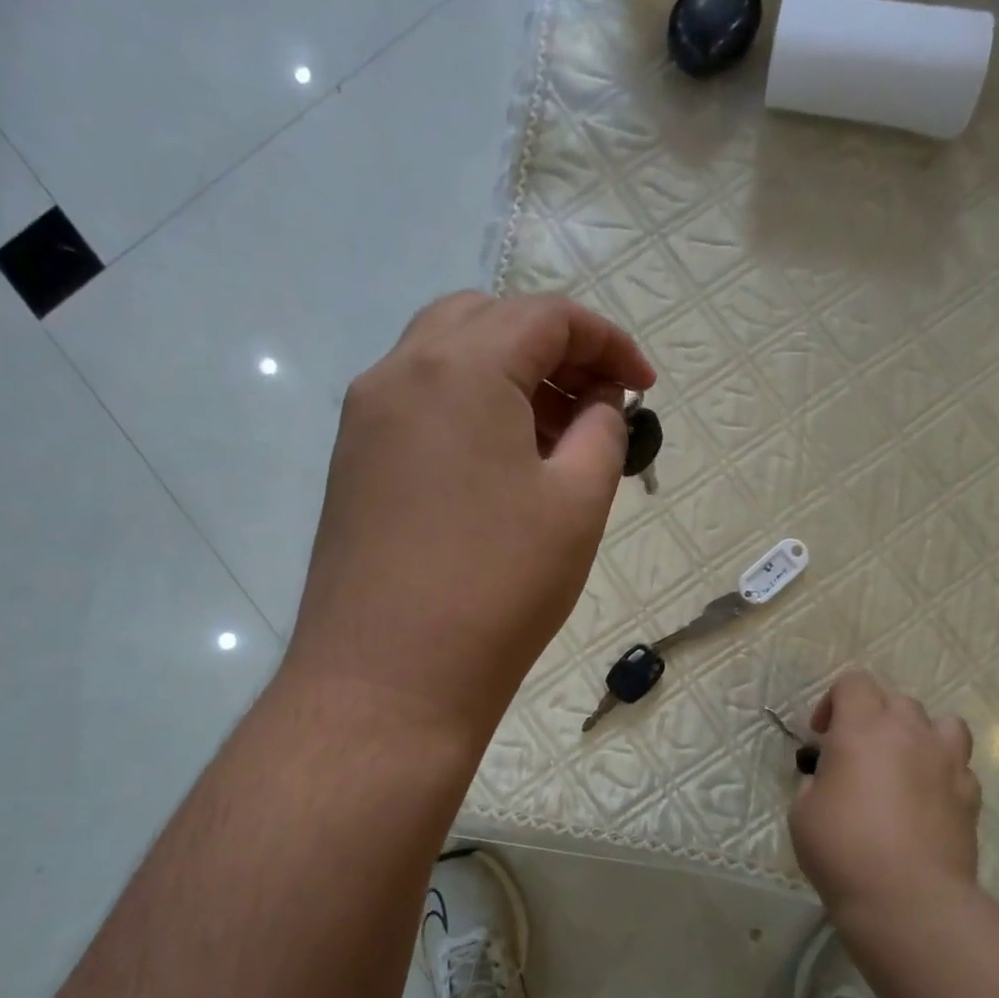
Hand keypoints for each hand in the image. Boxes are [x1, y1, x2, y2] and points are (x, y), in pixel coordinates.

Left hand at [286, 291, 654, 735]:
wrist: (388, 680)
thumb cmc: (498, 587)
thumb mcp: (577, 504)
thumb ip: (602, 432)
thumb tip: (600, 403)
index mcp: (460, 367)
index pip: (545, 316)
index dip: (608, 341)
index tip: (645, 385)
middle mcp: (399, 373)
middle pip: (487, 322)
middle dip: (552, 349)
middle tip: (596, 403)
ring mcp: (365, 419)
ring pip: (445, 360)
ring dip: (507, 377)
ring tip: (556, 436)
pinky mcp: (353, 464)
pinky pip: (419, 405)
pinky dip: (468, 409)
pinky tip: (500, 465)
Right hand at [788, 670, 981, 922]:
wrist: (909, 899)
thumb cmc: (843, 850)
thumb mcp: (803, 811)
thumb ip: (816, 781)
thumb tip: (830, 779)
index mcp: (863, 729)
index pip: (853, 683)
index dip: (833, 702)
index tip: (822, 736)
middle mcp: (909, 733)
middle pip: (896, 700)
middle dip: (874, 718)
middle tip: (857, 754)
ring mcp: (947, 762)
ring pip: (942, 723)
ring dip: (919, 735)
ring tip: (903, 765)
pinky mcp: (971, 794)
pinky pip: (958, 766)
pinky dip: (942, 773)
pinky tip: (927, 800)